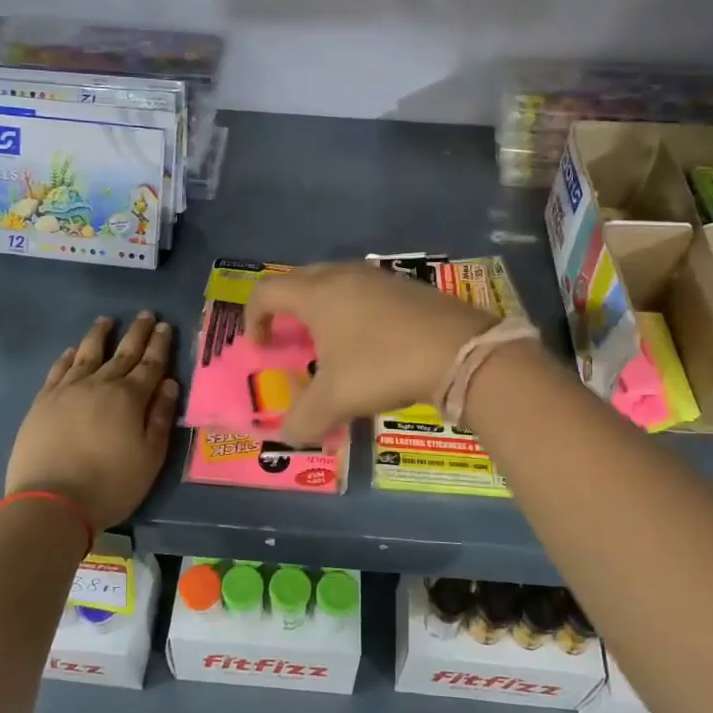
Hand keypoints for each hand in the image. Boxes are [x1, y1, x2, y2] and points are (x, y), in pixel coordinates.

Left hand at [6, 312, 179, 531]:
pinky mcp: (43, 402)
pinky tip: (71, 351)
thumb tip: (170, 384)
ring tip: (106, 320)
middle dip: (137, 333)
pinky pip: (58, 370)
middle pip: (122, 352)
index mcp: (130, 397)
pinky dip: (67, 357)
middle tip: (146, 314)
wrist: (51, 502)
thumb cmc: (110, 484)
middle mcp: (99, 385)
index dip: (160, 344)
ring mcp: (67, 391)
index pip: (150, 364)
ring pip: (86, 354)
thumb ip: (161, 418)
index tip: (165, 326)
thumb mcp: (150, 457)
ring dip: (99, 335)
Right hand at [246, 264, 496, 445]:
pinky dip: (354, 311)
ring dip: (322, 308)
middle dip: (286, 308)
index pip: (267, 291)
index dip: (253, 316)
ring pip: (336, 282)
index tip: (260, 346)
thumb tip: (287, 437)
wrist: (459, 351)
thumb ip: (304, 419)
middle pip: (299, 280)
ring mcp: (379, 278)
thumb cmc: (383, 366)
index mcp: (317, 294)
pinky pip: (366, 292)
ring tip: (329, 341)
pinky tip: (371, 342)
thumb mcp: (336, 399)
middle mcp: (344, 276)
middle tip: (289, 337)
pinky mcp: (408, 287)